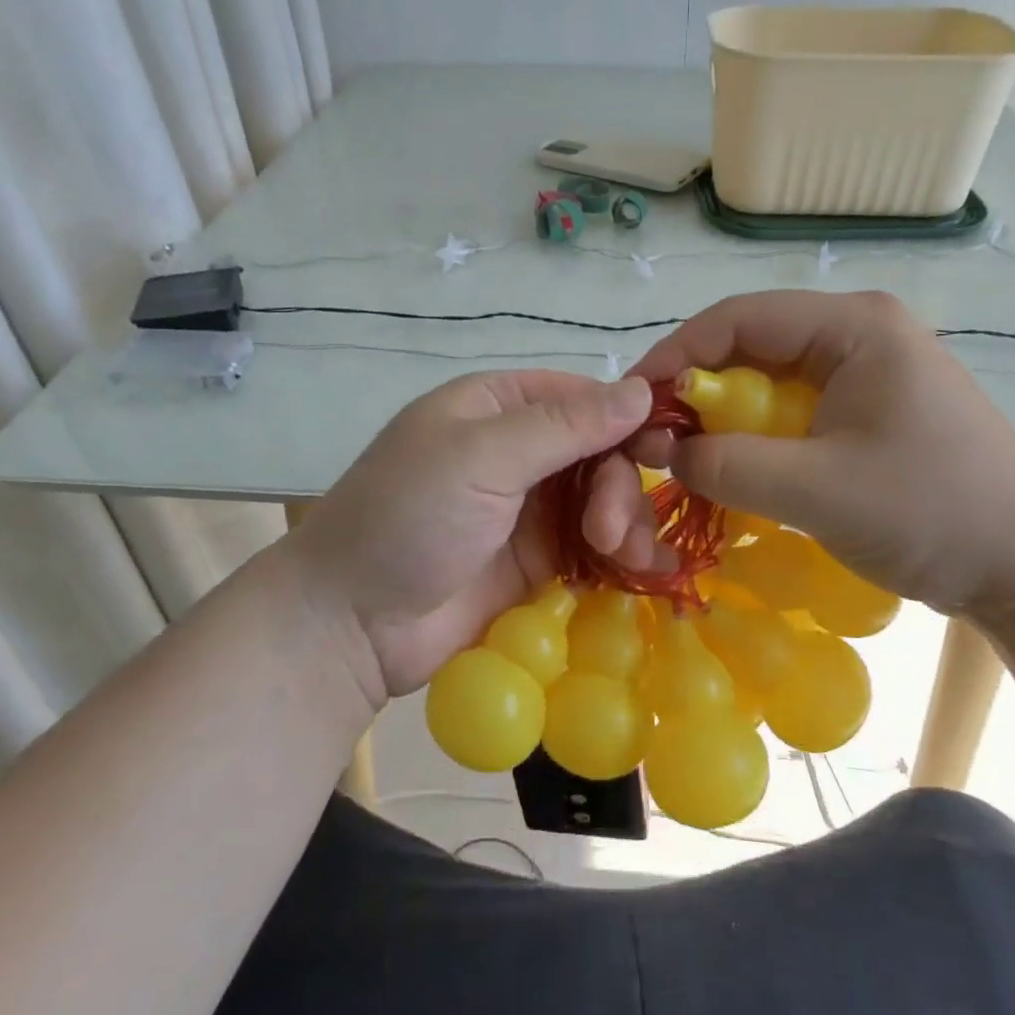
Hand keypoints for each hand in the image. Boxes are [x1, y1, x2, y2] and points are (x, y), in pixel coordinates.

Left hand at [277, 371, 661, 705]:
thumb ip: (565, 426)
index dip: (625, 419)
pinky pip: (593, 549)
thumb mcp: (483, 458)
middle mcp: (517, 452)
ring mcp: (528, 510)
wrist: (352, 623)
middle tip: (610, 532)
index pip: (582, 397)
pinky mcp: (536, 562)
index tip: (663, 450)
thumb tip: (642, 391)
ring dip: (625, 524)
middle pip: (600, 453)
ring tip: (626, 560)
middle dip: (618, 487)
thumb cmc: (409, 518)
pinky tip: (643, 574)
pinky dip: (620, 557)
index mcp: (497, 407)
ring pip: (603, 501)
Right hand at [628, 290, 1014, 615]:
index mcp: (852, 326)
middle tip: (653, 436)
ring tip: (684, 456)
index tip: (633, 401)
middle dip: (695, 390)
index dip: (676, 355)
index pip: (738, 318)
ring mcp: (864, 372)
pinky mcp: (866, 410)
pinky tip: (732, 469)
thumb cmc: (933, 512)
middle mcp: (856, 334)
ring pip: (766, 382)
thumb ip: (729, 465)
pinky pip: (790, 412)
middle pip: (749, 346)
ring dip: (722, 418)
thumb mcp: (817, 490)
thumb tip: (664, 451)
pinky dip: (753, 438)